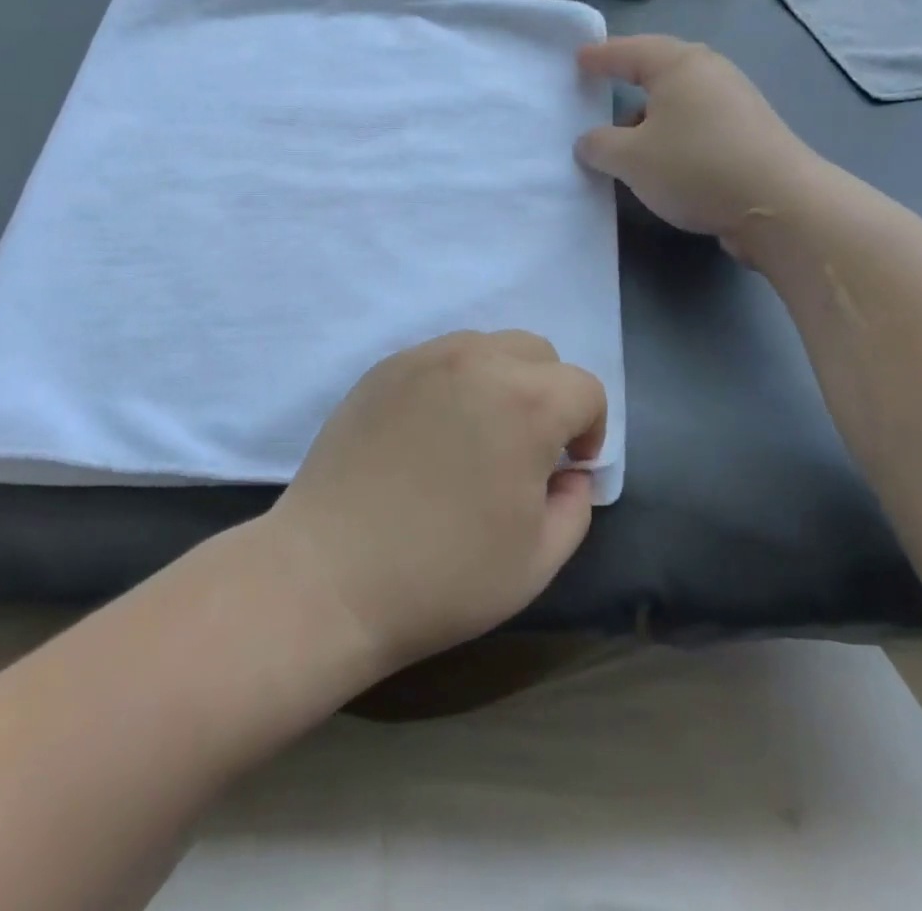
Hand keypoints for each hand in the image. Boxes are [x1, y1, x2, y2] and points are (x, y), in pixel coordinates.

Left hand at [265, 330, 605, 675]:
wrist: (331, 574)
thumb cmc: (444, 576)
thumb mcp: (537, 559)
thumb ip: (574, 506)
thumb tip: (567, 472)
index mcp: (525, 402)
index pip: (584, 388)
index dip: (590, 428)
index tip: (567, 468)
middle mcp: (476, 361)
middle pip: (537, 352)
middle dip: (549, 394)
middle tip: (526, 448)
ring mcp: (422, 358)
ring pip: (486, 346)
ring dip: (501, 380)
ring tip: (477, 435)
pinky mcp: (383, 369)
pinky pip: (438, 357)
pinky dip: (453, 381)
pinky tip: (430, 432)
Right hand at [574, 35, 824, 262]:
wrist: (779, 206)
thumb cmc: (695, 166)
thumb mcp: (630, 159)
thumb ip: (599, 145)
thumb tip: (588, 142)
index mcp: (679, 66)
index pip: (629, 51)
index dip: (601, 56)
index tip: (578, 59)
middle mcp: (711, 73)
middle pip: (659, 70)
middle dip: (628, 78)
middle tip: (601, 85)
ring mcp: (735, 102)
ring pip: (679, 100)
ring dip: (650, 115)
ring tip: (625, 137)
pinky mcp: (749, 133)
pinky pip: (697, 122)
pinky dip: (673, 133)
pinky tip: (663, 159)